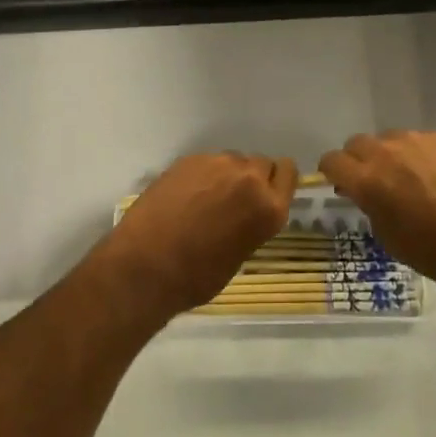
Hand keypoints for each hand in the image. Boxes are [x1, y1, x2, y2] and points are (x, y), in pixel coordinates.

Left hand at [98, 153, 296, 318]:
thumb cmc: (197, 277)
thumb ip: (253, 223)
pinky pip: (207, 162)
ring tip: (205, 200)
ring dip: (227, 175)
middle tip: (233, 201)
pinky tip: (185, 197)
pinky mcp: (191, 159)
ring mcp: (218, 164)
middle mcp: (249, 178)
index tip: (267, 194)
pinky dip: (202, 175)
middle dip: (252, 179)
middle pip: (262, 163)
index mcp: (269, 207)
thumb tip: (246, 212)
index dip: (278, 182)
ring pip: (233, 160)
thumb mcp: (240, 255)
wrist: (147, 265)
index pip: (289, 173)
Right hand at [319, 131, 435, 301]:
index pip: (332, 161)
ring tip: (404, 177)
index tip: (339, 183)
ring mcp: (413, 140)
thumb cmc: (432, 251)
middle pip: (356, 143)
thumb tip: (361, 191)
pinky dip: (414, 154)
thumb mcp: (387, 237)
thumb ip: (368, 205)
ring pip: (386, 139)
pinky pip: (414, 140)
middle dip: (357, 160)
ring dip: (386, 155)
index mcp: (367, 180)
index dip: (331, 172)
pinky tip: (430, 174)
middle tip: (370, 181)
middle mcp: (385, 152)